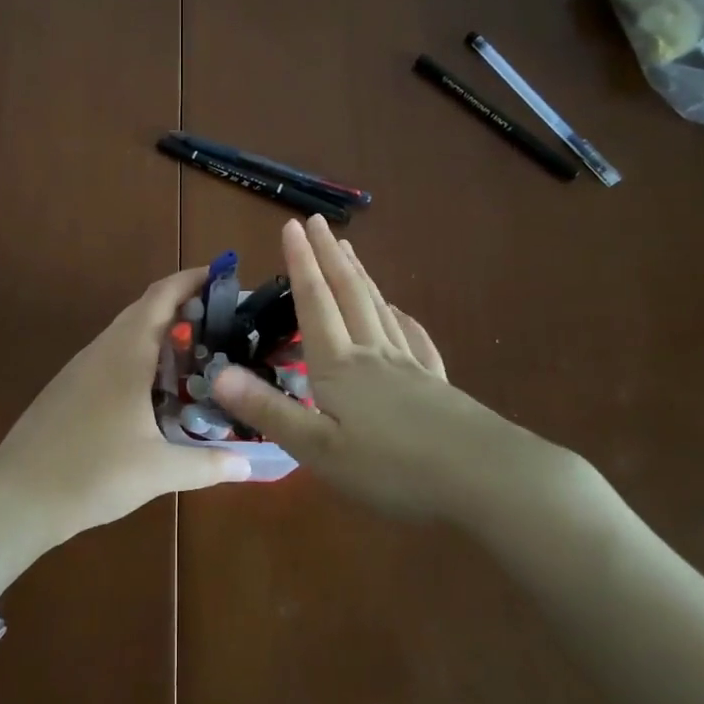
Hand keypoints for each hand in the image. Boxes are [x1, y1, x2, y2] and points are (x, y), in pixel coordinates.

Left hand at [0, 267, 252, 545]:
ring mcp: (82, 367)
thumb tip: (250, 465)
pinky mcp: (70, 387)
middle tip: (225, 323)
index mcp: (126, 353)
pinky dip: (142, 356)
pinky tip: (158, 388)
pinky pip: (113, 356)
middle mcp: (103, 349)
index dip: (192, 279)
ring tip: (200, 353)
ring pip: (127, 333)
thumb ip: (208, 465)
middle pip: (146, 309)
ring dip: (162, 333)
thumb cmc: (92, 472)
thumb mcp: (158, 471)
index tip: (224, 277)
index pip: (161, 296)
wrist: (18, 496)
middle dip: (184, 306)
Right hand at [211, 217, 573, 521]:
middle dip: (329, 256)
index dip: (301, 263)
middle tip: (319, 222)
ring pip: (378, 308)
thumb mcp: (319, 449)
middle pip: (349, 293)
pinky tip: (401, 313)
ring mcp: (409, 366)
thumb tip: (217, 374)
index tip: (292, 225)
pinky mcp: (436, 385)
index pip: (315, 302)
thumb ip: (268, 410)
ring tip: (349, 251)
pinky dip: (401, 317)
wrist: (487, 480)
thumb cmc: (393, 469)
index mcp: (339, 366)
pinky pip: (414, 338)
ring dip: (360, 275)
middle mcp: (372, 354)